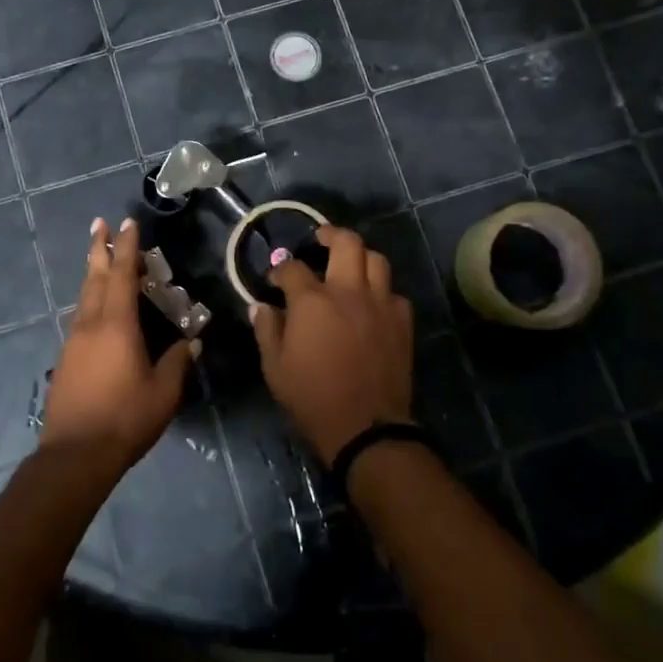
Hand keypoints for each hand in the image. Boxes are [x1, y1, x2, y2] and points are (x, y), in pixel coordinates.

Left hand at [42, 217, 196, 478]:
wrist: (74, 455)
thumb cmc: (124, 419)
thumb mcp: (163, 392)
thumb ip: (178, 362)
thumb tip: (191, 342)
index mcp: (116, 325)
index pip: (121, 275)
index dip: (127, 247)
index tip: (126, 222)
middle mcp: (91, 324)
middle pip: (94, 277)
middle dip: (99, 248)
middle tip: (100, 224)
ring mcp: (74, 341)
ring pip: (84, 296)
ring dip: (93, 273)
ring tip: (100, 258)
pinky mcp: (66, 359)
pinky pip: (80, 317)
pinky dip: (90, 300)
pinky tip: (96, 308)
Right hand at [250, 226, 413, 463]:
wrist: (366, 428)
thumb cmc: (312, 398)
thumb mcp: (275, 368)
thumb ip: (267, 330)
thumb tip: (260, 306)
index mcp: (312, 301)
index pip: (293, 268)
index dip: (280, 269)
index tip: (275, 278)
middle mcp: (348, 292)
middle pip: (346, 242)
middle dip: (330, 234)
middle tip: (320, 239)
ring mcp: (380, 304)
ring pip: (376, 260)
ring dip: (360, 257)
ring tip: (349, 265)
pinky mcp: (402, 322)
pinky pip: (394, 293)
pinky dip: (381, 291)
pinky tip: (372, 303)